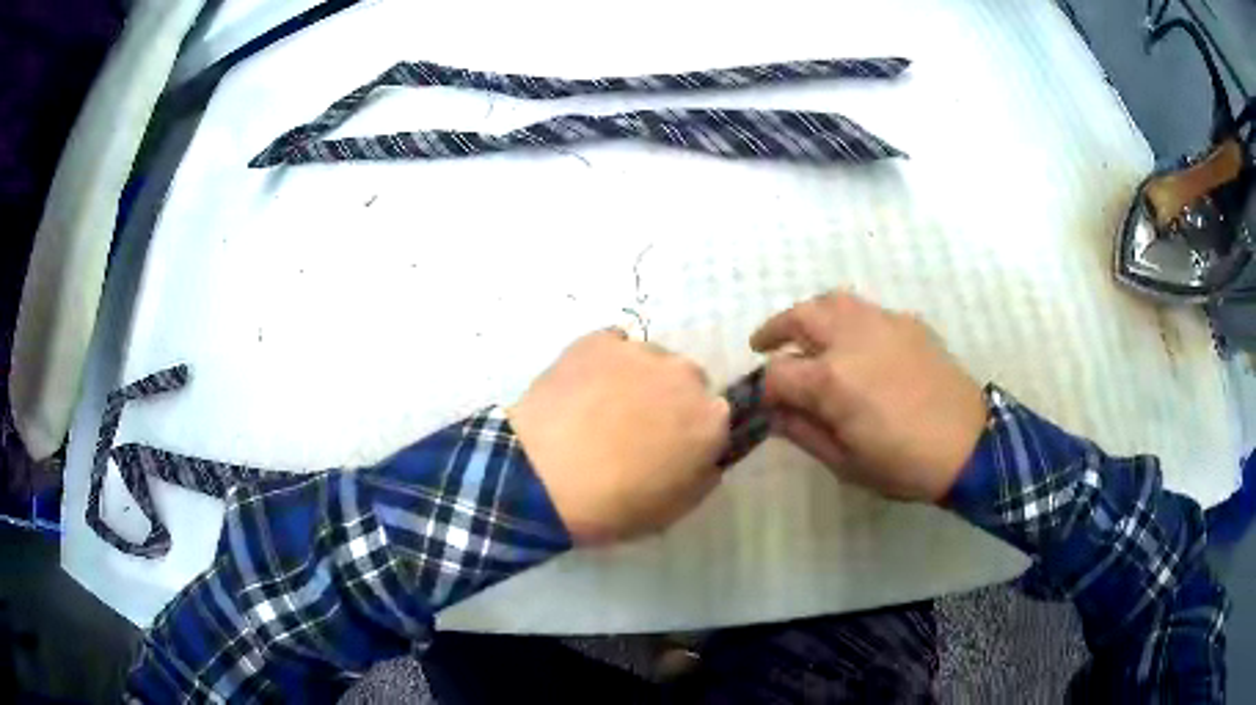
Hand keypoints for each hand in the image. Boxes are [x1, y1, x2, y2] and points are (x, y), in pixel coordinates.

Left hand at [508, 330, 729, 544]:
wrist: (542, 479)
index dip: (689, 434)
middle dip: (668, 401)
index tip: (667, 449)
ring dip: (636, 380)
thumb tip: (704, 456)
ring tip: (598, 408)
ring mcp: (640, 352)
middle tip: (633, 429)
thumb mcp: (675, 509)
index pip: (714, 418)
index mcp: (711, 418)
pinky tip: (580, 390)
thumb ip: (703, 475)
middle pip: (686, 382)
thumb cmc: (615, 505)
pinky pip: (610, 347)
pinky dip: (602, 363)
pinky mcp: (598, 340)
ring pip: (649, 361)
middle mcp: (685, 375)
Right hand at [751, 292, 986, 501]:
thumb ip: (803, 432)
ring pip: (833, 301)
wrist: (968, 445)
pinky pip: (867, 311)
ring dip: (810, 314)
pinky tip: (855, 343)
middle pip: (800, 317)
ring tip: (806, 333)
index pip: (778, 372)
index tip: (767, 403)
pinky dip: (848, 319)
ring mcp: (882, 324)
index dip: (765, 388)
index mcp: (831, 379)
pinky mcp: (907, 323)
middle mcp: (851, 339)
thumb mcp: (845, 463)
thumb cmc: (903, 464)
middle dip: (775, 330)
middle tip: (764, 344)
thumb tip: (776, 413)